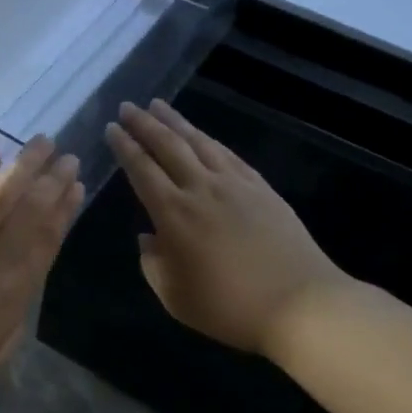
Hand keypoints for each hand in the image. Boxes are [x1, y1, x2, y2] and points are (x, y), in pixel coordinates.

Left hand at [0, 137, 82, 412]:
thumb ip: (11, 323)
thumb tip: (22, 289)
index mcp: (9, 301)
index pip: (44, 245)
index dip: (63, 213)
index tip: (77, 187)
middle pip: (27, 217)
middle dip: (51, 183)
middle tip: (67, 156)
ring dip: (21, 170)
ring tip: (41, 144)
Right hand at [105, 99, 350, 357]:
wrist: (300, 304)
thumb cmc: (229, 307)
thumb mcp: (175, 296)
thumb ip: (153, 264)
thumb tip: (148, 237)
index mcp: (174, 214)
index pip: (142, 169)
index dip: (125, 146)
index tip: (111, 128)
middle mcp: (201, 189)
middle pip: (168, 146)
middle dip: (144, 123)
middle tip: (127, 106)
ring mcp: (234, 185)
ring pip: (199, 142)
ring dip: (176, 122)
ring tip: (158, 105)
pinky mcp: (261, 188)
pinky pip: (228, 154)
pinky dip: (209, 140)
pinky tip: (202, 136)